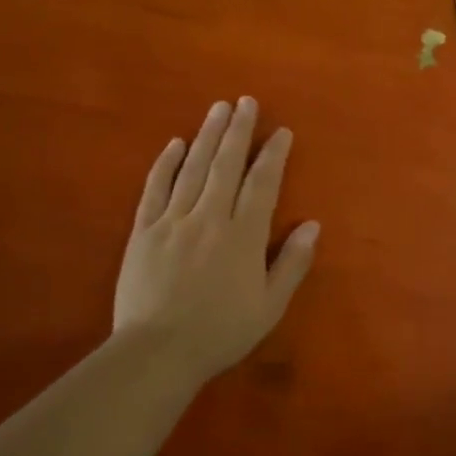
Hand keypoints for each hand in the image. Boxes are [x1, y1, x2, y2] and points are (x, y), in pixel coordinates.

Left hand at [112, 97, 320, 382]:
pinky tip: (175, 143)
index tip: (281, 131)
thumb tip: (313, 224)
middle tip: (246, 101)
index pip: (262, 183)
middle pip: (226, 164)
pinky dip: (165, 163)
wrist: (157, 353)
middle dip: (238, 130)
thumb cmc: (220, 332)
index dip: (273, 154)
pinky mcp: (143, 230)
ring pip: (193, 168)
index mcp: (243, 236)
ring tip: (218, 108)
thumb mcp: (270, 306)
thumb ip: (292, 263)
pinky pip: (155, 188)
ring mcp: (173, 220)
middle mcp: (210, 217)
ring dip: (207, 135)